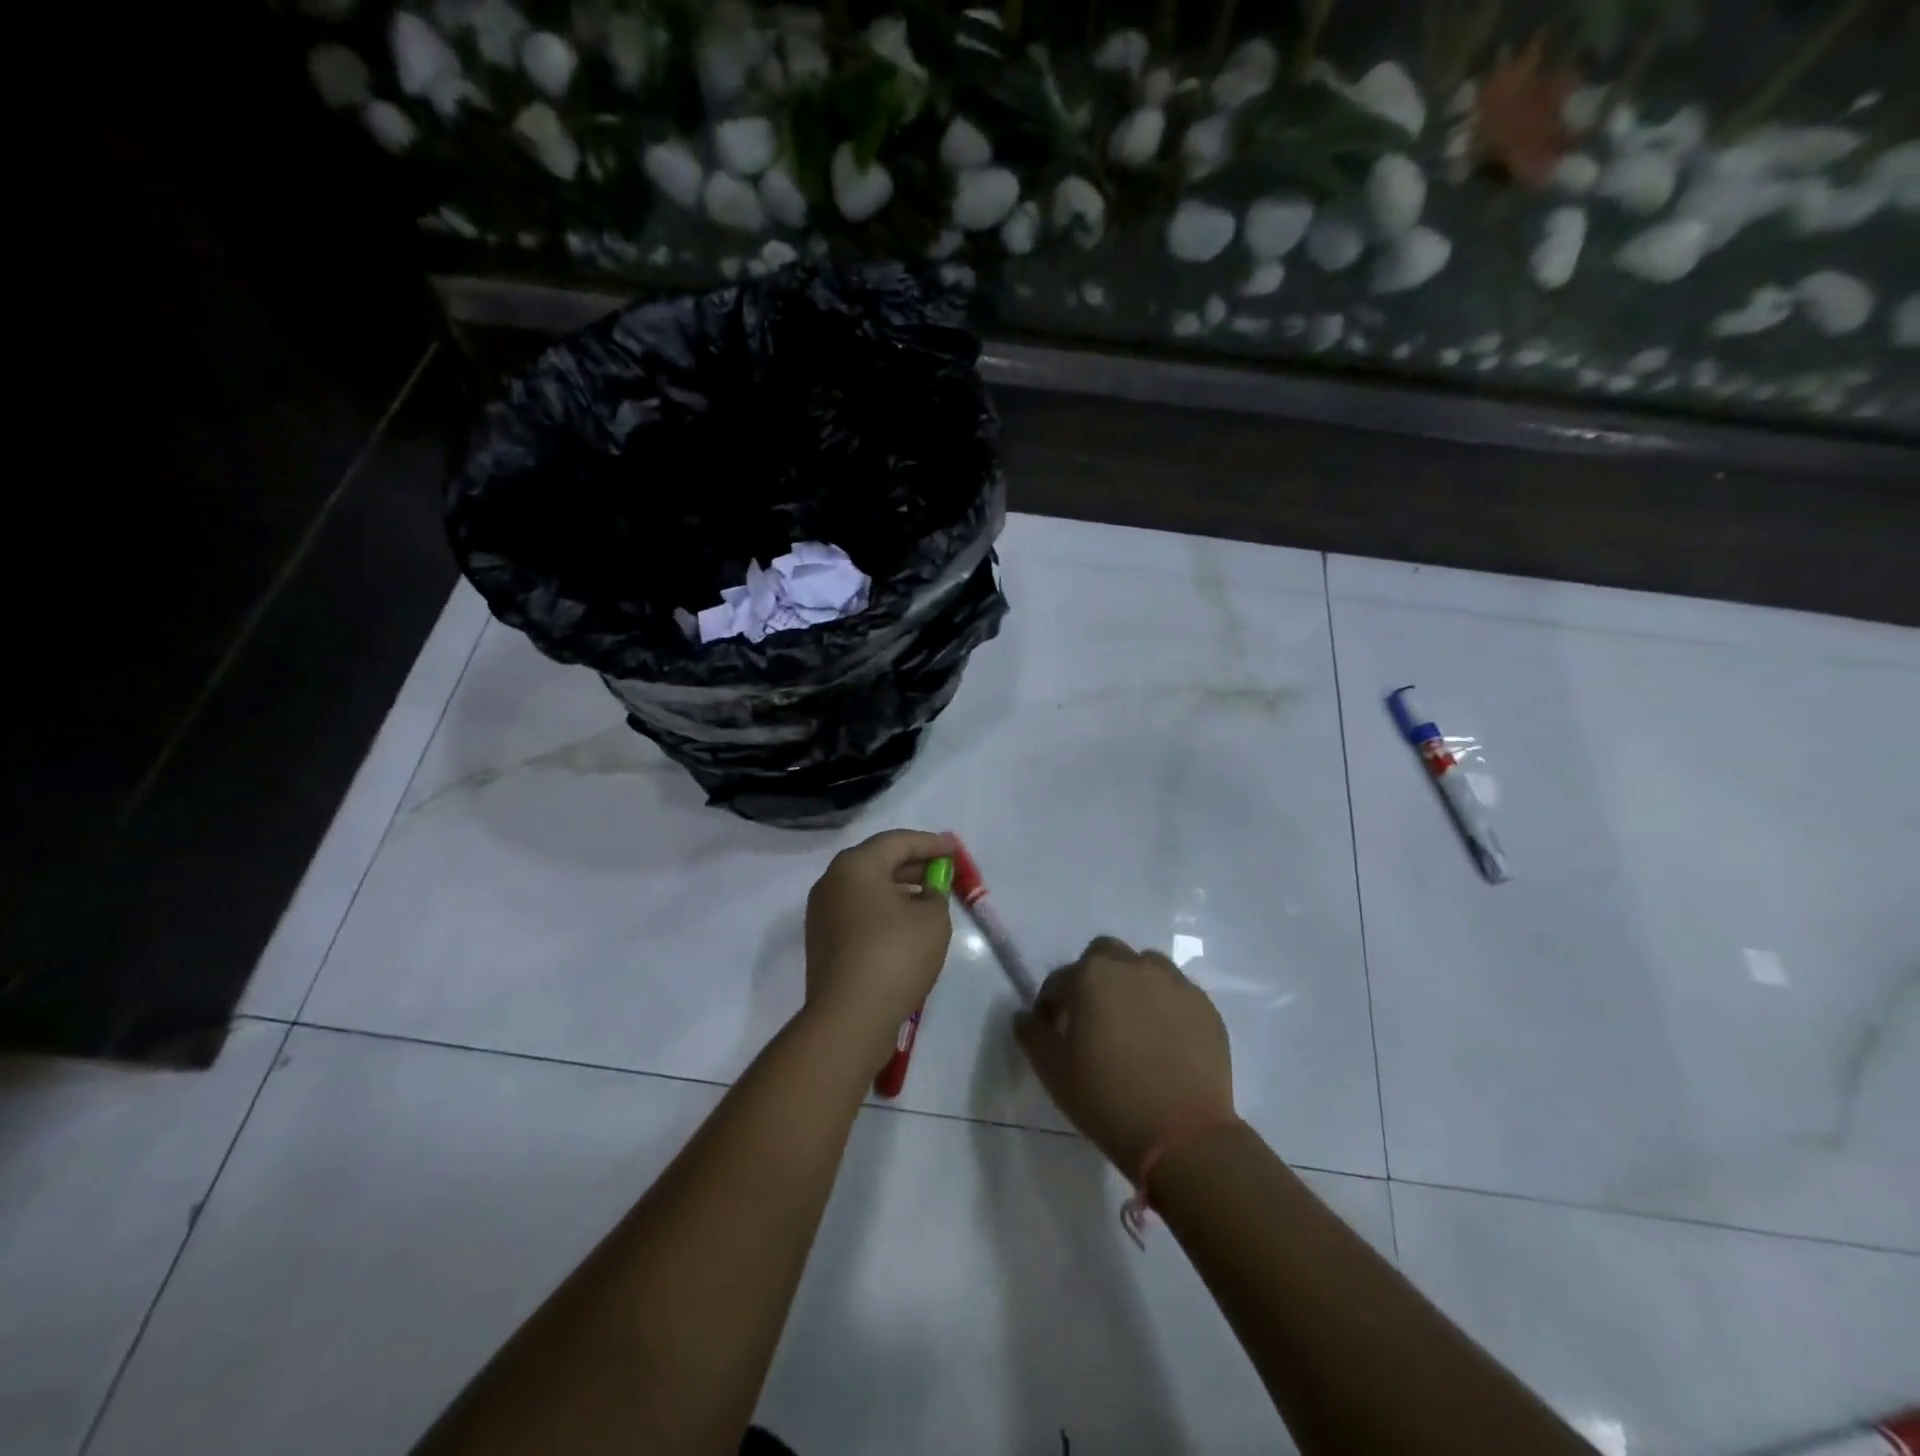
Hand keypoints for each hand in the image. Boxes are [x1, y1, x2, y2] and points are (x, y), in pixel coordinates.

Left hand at [803, 828, 955, 1067]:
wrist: (849, 1017)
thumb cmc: (895, 955)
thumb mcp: (933, 918)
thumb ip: (935, 895)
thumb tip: (923, 896)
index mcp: (855, 866)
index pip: (897, 842)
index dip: (931, 843)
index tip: (955, 847)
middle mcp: (832, 882)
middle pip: (878, 862)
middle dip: (914, 864)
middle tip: (943, 870)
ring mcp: (822, 913)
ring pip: (867, 889)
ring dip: (899, 889)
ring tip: (929, 897)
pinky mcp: (823, 942)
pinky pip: (859, 912)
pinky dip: (884, 910)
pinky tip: (906, 924)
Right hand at [1016, 936, 1236, 1173]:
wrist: (1183, 1135)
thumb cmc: (1107, 1099)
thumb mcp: (1052, 1071)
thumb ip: (1031, 1034)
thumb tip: (1025, 1015)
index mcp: (1091, 976)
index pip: (1059, 980)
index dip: (1052, 1006)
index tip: (1055, 1034)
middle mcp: (1133, 966)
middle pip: (1104, 955)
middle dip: (1093, 978)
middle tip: (1093, 1019)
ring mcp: (1174, 983)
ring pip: (1144, 966)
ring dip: (1131, 984)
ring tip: (1132, 1025)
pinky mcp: (1204, 1006)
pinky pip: (1175, 992)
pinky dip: (1164, 1005)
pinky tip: (1163, 1040)